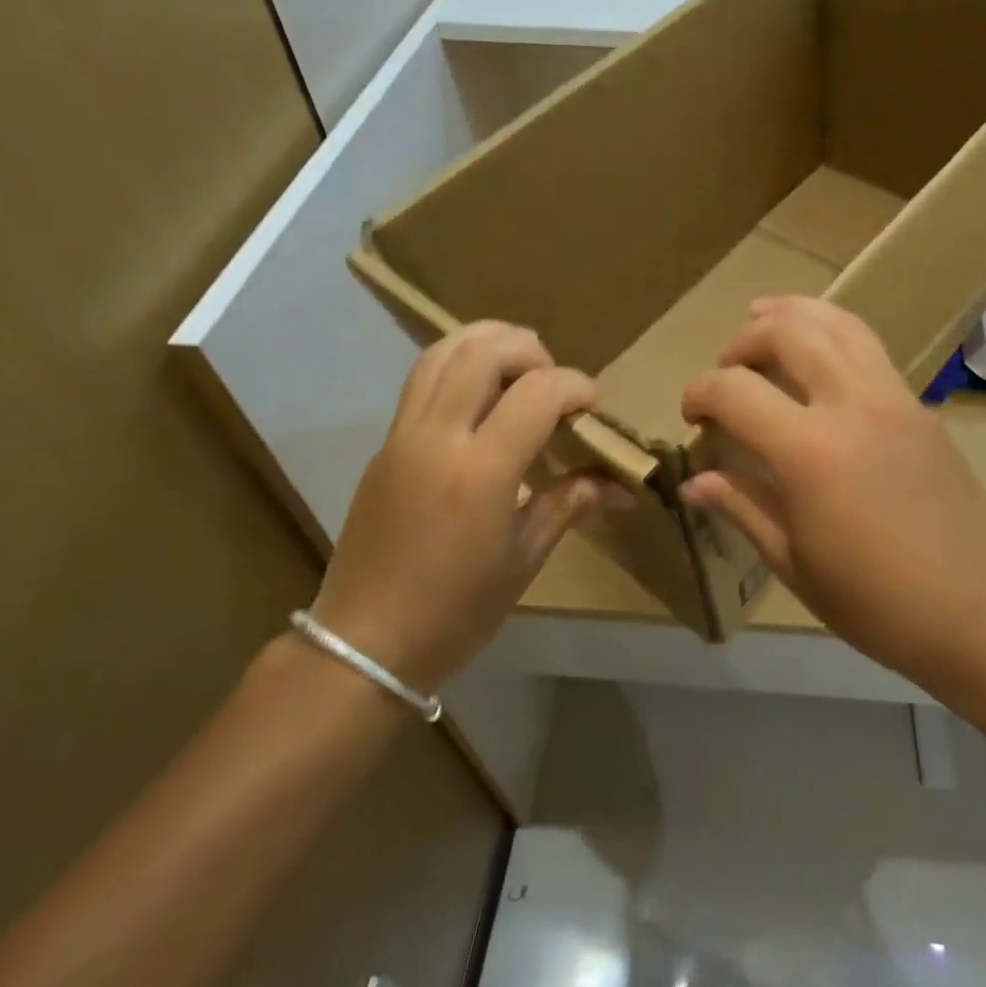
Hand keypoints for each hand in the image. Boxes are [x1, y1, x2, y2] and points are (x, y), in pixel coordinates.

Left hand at [311, 322, 625, 693]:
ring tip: (518, 370)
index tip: (593, 409)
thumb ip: (571, 502)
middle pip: (486, 351)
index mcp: (481, 470)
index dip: (577, 386)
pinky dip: (459, 364)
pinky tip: (481, 397)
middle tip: (554, 384)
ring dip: (489, 343)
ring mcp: (403, 435)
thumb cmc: (456, 610)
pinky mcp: (385, 444)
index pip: (539, 391)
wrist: (364, 643)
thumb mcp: (525, 556)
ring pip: (443, 351)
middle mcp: (438, 437)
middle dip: (533, 351)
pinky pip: (422, 378)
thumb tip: (621, 486)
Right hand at [679, 297, 985, 684]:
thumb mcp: (795, 563)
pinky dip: (832, 331)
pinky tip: (819, 355)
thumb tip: (694, 481)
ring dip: (793, 313)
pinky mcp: (919, 406)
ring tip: (764, 316)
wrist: (981, 611)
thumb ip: (742, 507)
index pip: (735, 390)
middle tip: (727, 370)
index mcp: (809, 450)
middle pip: (788, 333)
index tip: (692, 416)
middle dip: (744, 341)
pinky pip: (869, 347)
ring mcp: (893, 398)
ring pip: (838, 322)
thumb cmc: (877, 603)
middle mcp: (851, 405)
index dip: (700, 393)